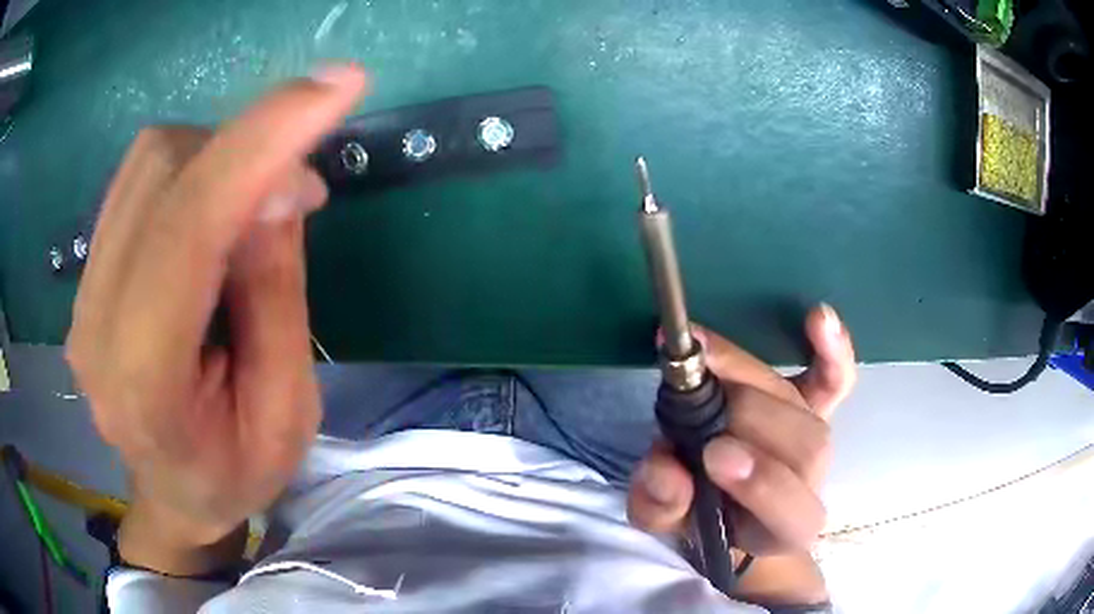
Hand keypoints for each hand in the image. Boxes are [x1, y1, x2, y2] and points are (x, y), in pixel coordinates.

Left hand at [65, 65, 367, 573]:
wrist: (173, 494)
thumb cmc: (234, 472)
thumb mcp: (285, 411)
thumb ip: (273, 293)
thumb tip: (275, 184)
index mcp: (143, 384)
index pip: (187, 228)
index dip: (260, 142)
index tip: (338, 86)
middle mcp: (94, 325)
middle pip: (164, 171)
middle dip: (247, 151)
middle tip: (302, 190)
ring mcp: (82, 293)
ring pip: (150, 160)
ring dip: (221, 155)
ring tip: (260, 205)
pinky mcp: (88, 270)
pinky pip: (140, 177)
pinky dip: (193, 167)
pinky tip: (217, 210)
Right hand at [628, 305, 855, 603]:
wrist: (723, 502)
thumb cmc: (696, 516)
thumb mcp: (663, 521)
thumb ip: (660, 505)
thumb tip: (666, 470)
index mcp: (780, 529)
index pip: (790, 511)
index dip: (762, 483)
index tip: (715, 455)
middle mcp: (811, 483)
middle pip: (805, 444)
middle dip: (749, 417)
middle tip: (693, 397)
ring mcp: (817, 438)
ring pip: (807, 407)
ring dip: (754, 378)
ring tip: (705, 360)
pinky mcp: (816, 406)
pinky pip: (834, 379)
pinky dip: (831, 351)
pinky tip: (818, 318)